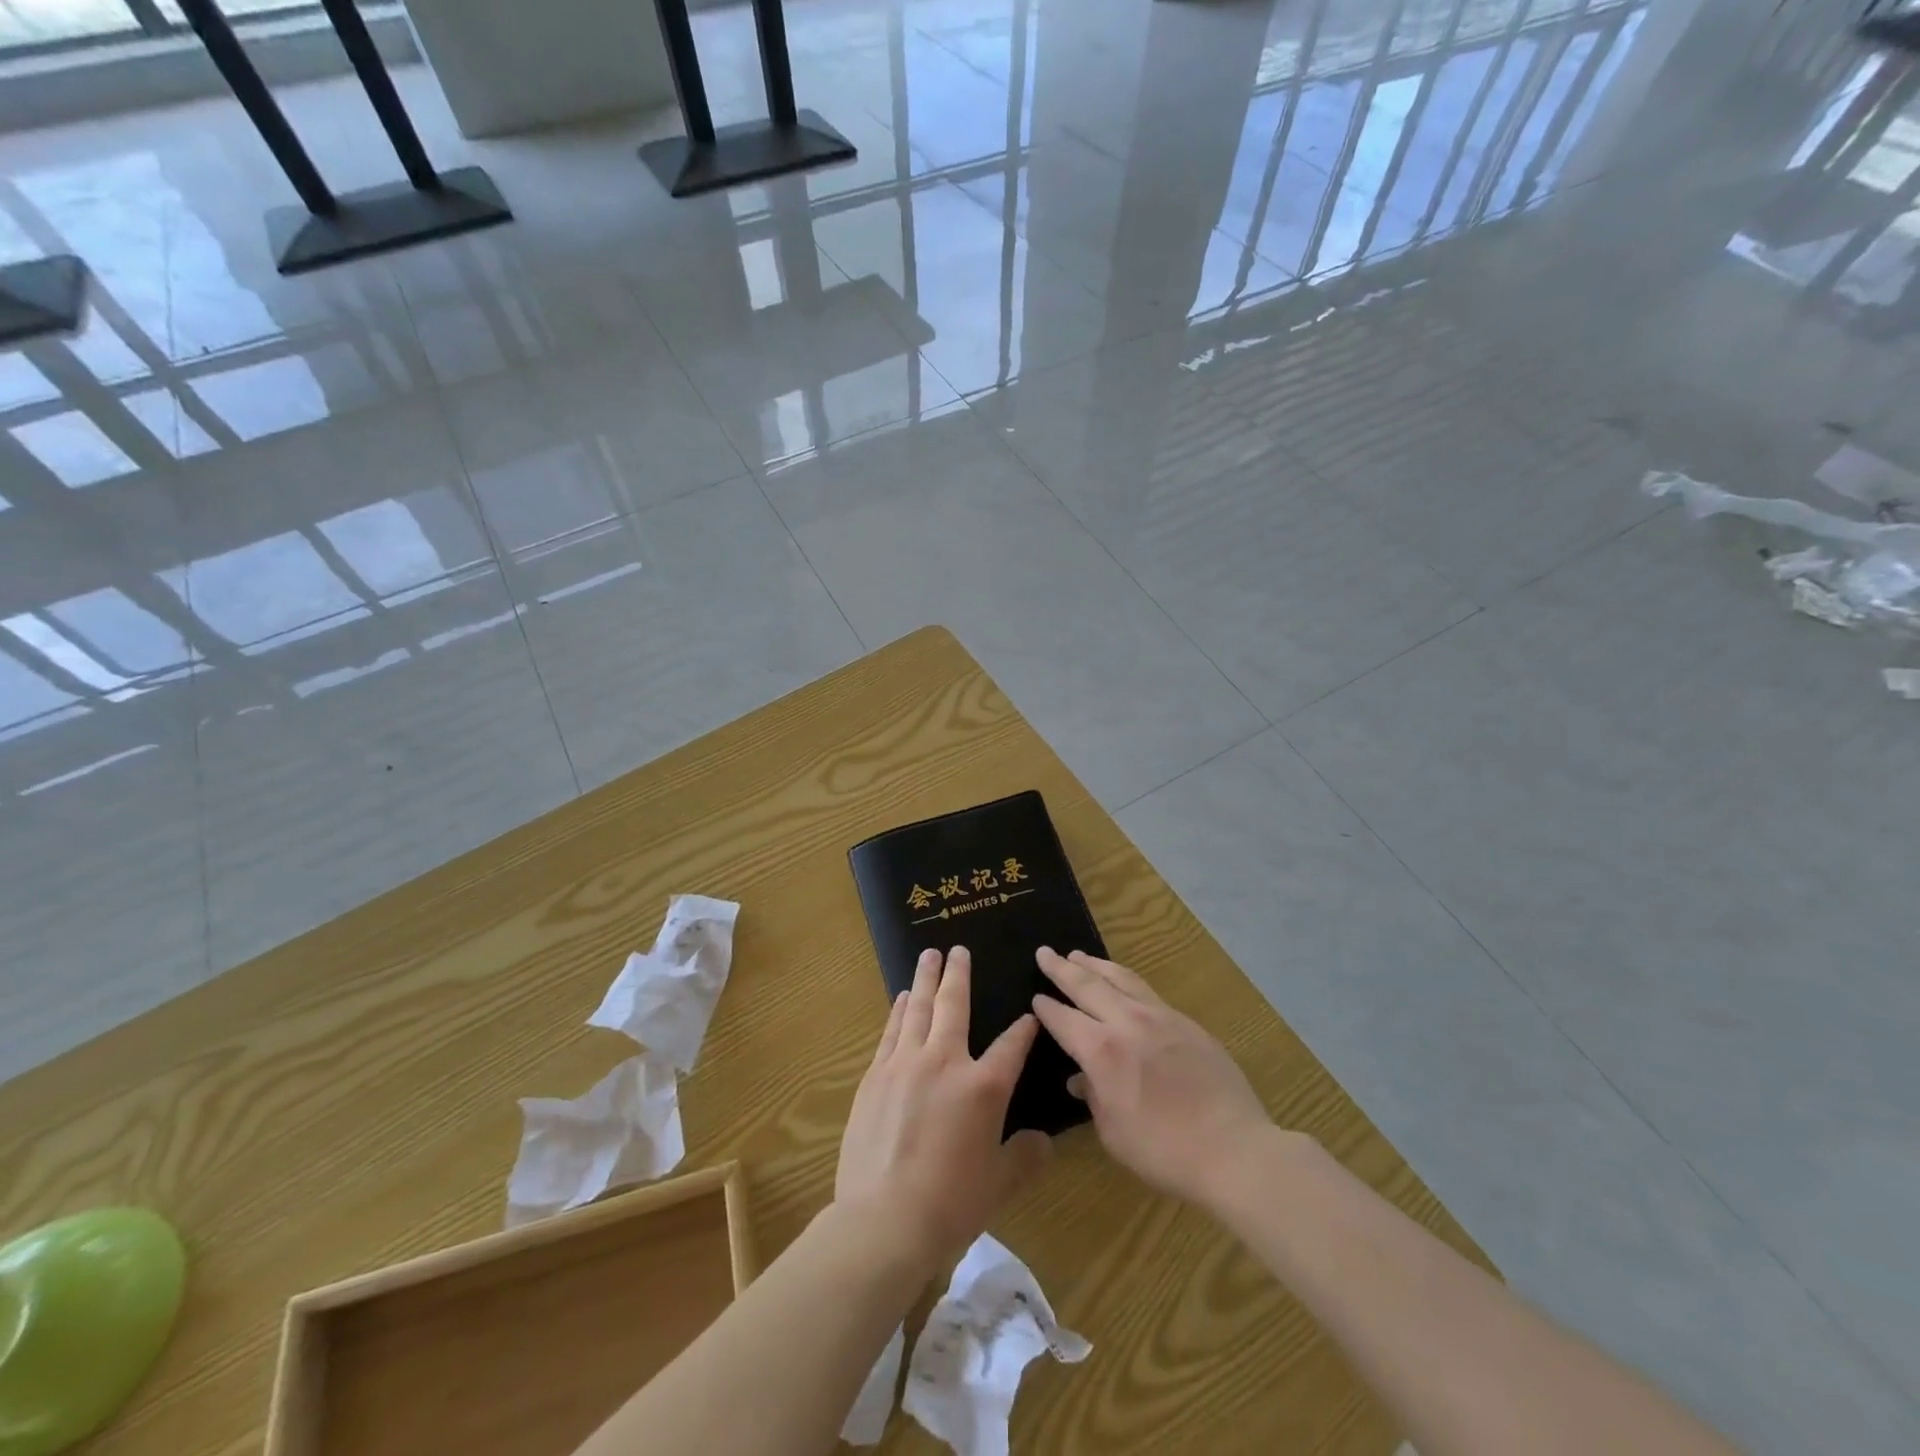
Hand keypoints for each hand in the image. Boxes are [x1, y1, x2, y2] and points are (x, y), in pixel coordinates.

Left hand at [836, 946, 1051, 1263]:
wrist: (884, 1219)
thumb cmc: (950, 1203)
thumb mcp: (999, 1184)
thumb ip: (1025, 1156)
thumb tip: (1044, 1141)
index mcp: (983, 1087)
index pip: (1011, 1046)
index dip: (1023, 1029)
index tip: (1029, 1014)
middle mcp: (945, 1061)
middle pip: (954, 1005)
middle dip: (958, 974)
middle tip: (957, 949)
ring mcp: (905, 1064)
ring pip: (918, 1008)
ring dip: (925, 979)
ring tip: (928, 957)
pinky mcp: (875, 1076)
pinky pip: (891, 1031)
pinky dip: (899, 1010)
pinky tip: (902, 999)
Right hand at [1032, 948, 1272, 1206]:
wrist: (1233, 1149)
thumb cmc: (1164, 1151)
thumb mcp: (1113, 1133)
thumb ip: (1093, 1097)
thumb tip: (1081, 1078)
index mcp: (1102, 1051)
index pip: (1064, 1019)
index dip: (1047, 1008)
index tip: (1035, 996)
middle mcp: (1127, 1022)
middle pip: (1088, 985)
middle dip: (1062, 968)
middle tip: (1045, 952)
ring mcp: (1160, 1017)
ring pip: (1120, 978)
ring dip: (1095, 965)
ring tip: (1079, 955)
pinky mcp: (1186, 1022)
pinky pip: (1147, 991)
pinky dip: (1125, 980)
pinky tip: (1123, 983)